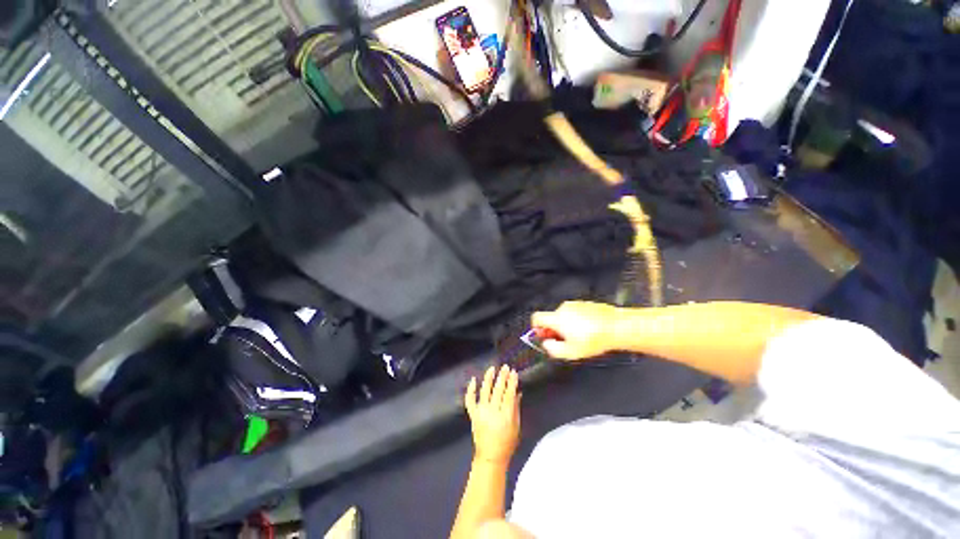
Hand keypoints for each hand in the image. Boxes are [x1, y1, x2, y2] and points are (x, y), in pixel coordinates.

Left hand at [465, 365, 520, 463]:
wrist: (490, 457)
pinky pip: (470, 400)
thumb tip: (517, 392)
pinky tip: (473, 380)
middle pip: (498, 390)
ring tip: (492, 368)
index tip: (513, 372)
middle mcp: (492, 412)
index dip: (511, 382)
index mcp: (505, 416)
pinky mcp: (473, 415)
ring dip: (488, 379)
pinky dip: (470, 390)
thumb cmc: (507, 443)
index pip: (509, 395)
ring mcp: (481, 413)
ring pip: (485, 391)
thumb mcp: (516, 426)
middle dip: (502, 377)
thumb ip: (516, 408)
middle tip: (505, 367)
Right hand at [531, 301, 620, 359]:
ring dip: (566, 325)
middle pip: (551, 318)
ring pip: (563, 315)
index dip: (536, 327)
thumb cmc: (593, 340)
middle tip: (564, 341)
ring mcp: (575, 304)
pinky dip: (576, 320)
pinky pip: (574, 312)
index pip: (537, 318)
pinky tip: (588, 330)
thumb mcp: (571, 352)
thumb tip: (546, 344)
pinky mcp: (585, 303)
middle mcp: (563, 308)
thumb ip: (553, 349)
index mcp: (557, 318)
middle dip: (554, 329)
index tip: (543, 336)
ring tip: (580, 336)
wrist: (616, 327)